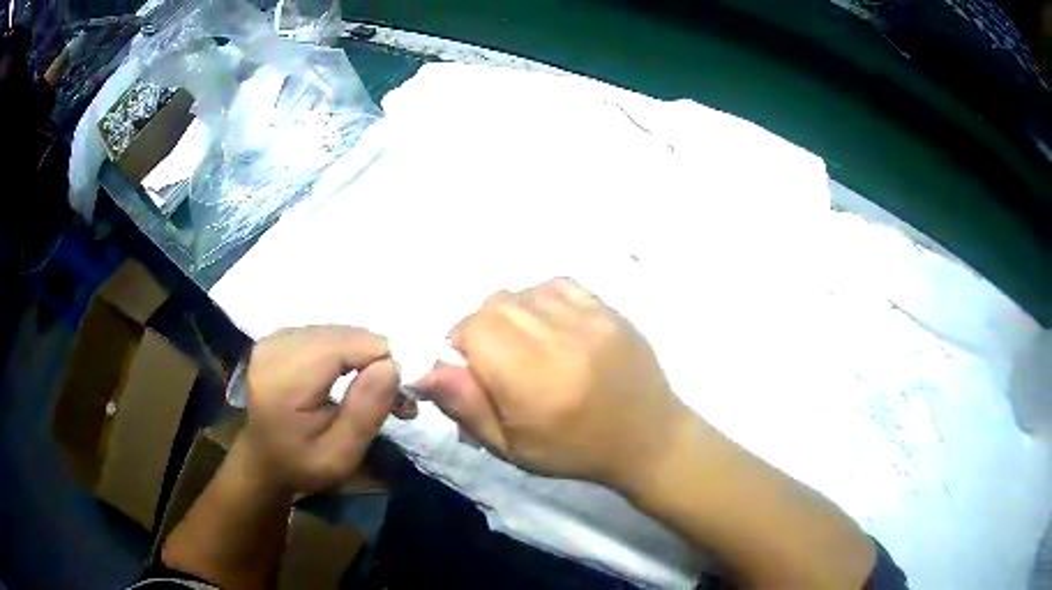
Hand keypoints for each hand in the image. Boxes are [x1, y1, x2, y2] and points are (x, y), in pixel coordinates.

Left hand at [241, 325, 401, 493]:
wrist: (263, 459)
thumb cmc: (301, 463)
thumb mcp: (340, 456)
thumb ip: (365, 413)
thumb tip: (391, 365)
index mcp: (284, 380)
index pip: (346, 345)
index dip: (378, 361)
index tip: (395, 397)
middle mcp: (276, 347)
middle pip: (344, 335)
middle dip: (373, 360)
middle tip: (390, 399)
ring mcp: (274, 338)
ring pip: (338, 331)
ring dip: (360, 356)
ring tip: (366, 390)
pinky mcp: (278, 336)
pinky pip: (325, 333)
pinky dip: (343, 351)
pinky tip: (342, 376)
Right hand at [415, 278, 691, 488]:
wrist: (647, 438)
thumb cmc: (575, 452)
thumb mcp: (511, 446)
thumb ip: (466, 406)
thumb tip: (424, 369)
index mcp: (533, 380)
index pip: (474, 329)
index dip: (462, 345)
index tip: (474, 369)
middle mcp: (561, 341)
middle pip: (496, 305)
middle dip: (483, 328)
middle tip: (499, 361)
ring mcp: (591, 320)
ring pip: (524, 292)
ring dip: (512, 314)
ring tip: (528, 345)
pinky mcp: (610, 311)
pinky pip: (558, 285)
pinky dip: (542, 300)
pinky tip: (551, 326)